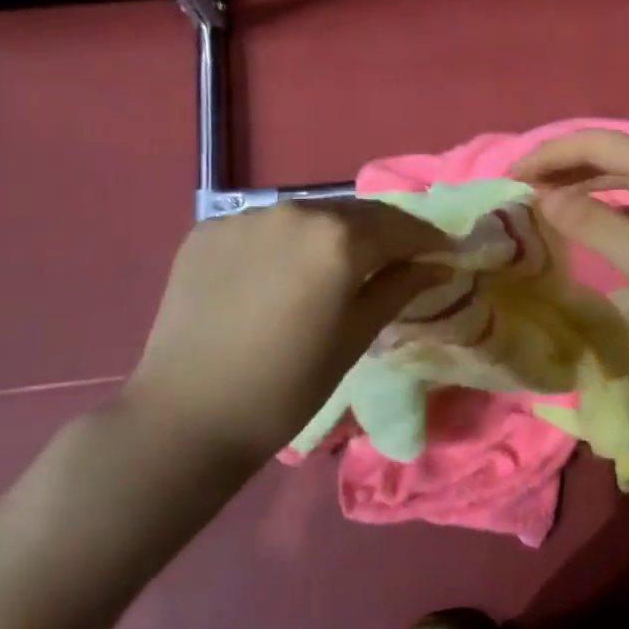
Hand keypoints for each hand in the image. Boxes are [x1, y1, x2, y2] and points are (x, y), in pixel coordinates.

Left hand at [117, 199, 444, 467]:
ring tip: (341, 264)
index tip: (442, 253)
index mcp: (338, 239)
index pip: (399, 227)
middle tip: (400, 257)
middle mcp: (294, 211)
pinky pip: (265, 227)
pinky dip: (286, 242)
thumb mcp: (355, 338)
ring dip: (334, 233)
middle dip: (384, 232)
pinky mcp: (207, 230)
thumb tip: (437, 264)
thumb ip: (399, 288)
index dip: (427, 239)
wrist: (186, 417)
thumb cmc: (286, 386)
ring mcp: (245, 217)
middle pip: (355, 213)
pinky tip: (284, 273)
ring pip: (309, 215)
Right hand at [512, 130, 628, 360]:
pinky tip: (588, 224)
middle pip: (609, 155)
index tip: (513, 177)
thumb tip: (542, 199)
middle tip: (521, 189)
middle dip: (563, 166)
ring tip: (545, 202)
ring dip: (582, 184)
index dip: (551, 153)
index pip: (597, 142)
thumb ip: (588, 221)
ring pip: (622, 179)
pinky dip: (604, 207)